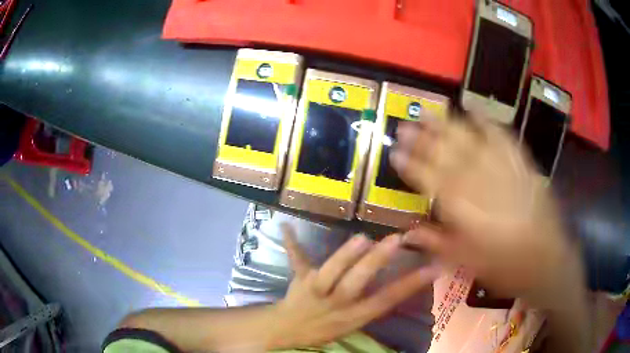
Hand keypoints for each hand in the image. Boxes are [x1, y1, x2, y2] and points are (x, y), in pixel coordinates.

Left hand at [269, 225, 437, 348]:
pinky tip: (285, 226)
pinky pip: (296, 261)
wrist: (288, 332)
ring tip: (361, 239)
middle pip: (357, 284)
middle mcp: (337, 302)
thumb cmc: (326, 328)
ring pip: (329, 274)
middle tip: (395, 240)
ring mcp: (316, 290)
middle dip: (376, 263)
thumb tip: (403, 282)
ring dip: (344, 257)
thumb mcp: (356, 322)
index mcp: (355, 315)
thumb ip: (376, 302)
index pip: (387, 300)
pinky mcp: (299, 280)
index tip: (433, 267)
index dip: (411, 285)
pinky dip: (292, 244)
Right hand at [390, 114, 583, 308]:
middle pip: (447, 155)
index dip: (411, 165)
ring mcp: (503, 169)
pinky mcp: (521, 164)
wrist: (545, 259)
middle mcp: (480, 184)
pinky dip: (487, 122)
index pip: (430, 180)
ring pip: (470, 141)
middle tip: (405, 124)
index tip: (395, 152)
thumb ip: (437, 243)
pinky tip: (475, 110)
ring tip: (430, 111)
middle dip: (423, 138)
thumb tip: (408, 232)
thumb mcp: (467, 262)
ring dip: (448, 125)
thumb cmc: (504, 266)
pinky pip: (502, 137)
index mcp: (464, 210)